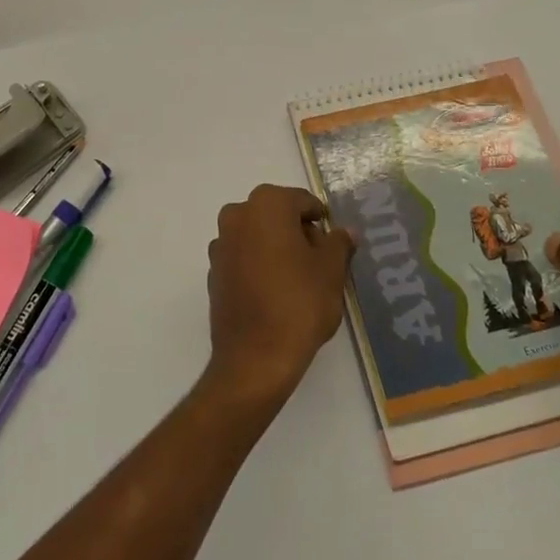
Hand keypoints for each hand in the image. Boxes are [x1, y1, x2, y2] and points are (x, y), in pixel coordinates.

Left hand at [204, 184, 354, 410]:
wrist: (255, 358)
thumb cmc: (299, 303)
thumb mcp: (332, 270)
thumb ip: (339, 243)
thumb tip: (345, 231)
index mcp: (267, 204)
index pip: (302, 202)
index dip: (321, 220)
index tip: (334, 243)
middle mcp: (237, 215)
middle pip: (277, 215)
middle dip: (298, 232)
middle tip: (320, 262)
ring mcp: (221, 244)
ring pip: (258, 235)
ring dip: (277, 248)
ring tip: (300, 280)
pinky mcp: (213, 272)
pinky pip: (243, 258)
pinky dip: (259, 266)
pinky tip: (276, 293)